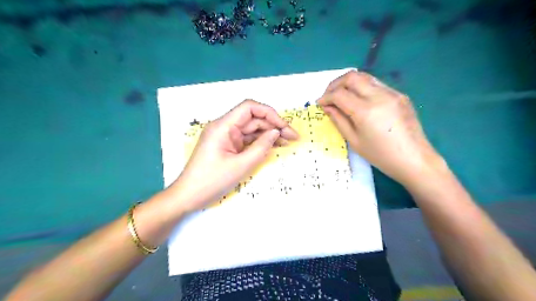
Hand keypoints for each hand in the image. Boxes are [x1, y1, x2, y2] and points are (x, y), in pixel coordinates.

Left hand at [169, 99, 299, 210]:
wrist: (188, 197)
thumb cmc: (212, 181)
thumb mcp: (241, 165)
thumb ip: (261, 146)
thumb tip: (276, 132)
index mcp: (223, 126)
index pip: (249, 107)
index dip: (270, 113)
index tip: (284, 127)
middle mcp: (224, 127)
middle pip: (253, 119)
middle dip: (274, 126)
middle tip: (293, 137)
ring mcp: (225, 137)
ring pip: (251, 129)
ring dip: (269, 134)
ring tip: (287, 143)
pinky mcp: (227, 146)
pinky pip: (246, 140)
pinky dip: (260, 142)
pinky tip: (273, 146)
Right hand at [317, 71, 443, 186]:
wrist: (414, 159)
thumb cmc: (380, 156)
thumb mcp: (354, 141)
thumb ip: (338, 120)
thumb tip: (326, 107)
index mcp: (366, 111)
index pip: (339, 94)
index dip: (326, 97)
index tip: (319, 103)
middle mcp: (379, 96)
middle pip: (351, 77)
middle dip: (335, 84)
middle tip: (328, 96)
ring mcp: (392, 93)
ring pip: (364, 76)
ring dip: (348, 83)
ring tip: (341, 95)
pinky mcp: (399, 94)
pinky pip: (376, 84)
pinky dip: (362, 87)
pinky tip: (358, 99)